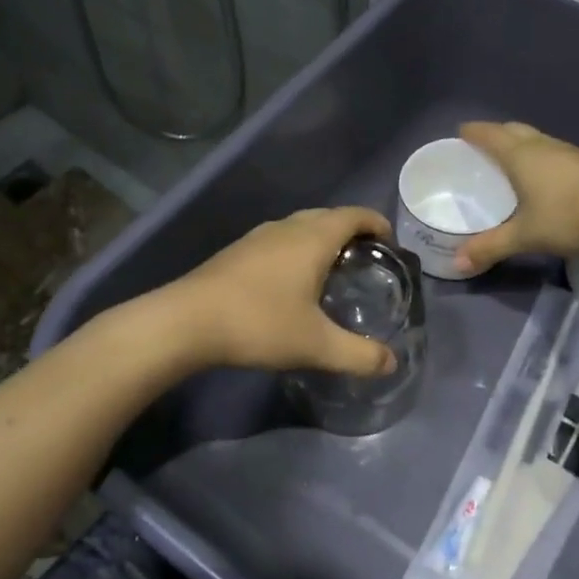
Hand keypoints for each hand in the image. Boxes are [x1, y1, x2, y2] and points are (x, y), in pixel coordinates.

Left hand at [166, 207, 398, 375]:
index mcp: (312, 238)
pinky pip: (279, 240)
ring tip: (332, 270)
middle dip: (351, 231)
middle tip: (366, 260)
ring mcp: (257, 237)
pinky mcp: (236, 252)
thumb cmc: (259, 323)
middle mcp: (286, 228)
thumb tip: (392, 363)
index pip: (354, 215)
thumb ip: (359, 355)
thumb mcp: (316, 346)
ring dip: (321, 239)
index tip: (390, 242)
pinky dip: (297, 250)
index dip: (376, 223)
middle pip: (328, 216)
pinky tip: (291, 282)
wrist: (186, 322)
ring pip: (300, 227)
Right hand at [453, 122, 578, 273]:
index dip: (473, 132)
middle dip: (496, 134)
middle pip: (514, 130)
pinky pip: (554, 153)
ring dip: (521, 144)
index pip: (490, 135)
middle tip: (482, 147)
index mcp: (521, 156)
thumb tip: (457, 265)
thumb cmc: (568, 217)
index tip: (460, 132)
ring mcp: (569, 153)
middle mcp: (543, 146)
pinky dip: (540, 158)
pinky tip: (543, 177)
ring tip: (510, 161)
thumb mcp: (524, 236)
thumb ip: (490, 248)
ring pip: (537, 140)